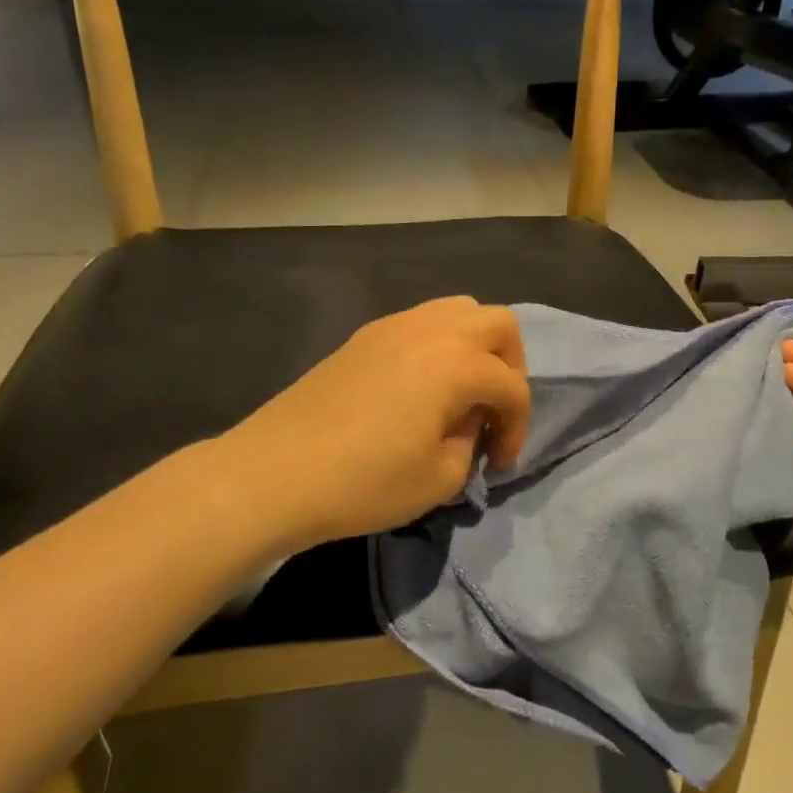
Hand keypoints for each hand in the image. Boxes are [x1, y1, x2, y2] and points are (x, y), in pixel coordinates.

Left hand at [229, 297, 531, 549]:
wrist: (274, 472)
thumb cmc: (364, 481)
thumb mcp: (439, 478)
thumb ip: (470, 442)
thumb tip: (466, 422)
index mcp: (457, 362)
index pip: (511, 385)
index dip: (517, 426)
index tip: (499, 463)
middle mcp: (430, 329)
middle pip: (497, 323)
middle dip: (510, 366)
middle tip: (491, 410)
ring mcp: (393, 326)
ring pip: (457, 311)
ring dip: (474, 348)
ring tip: (460, 394)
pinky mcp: (363, 337)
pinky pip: (420, 323)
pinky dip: (438, 346)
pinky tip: (420, 389)